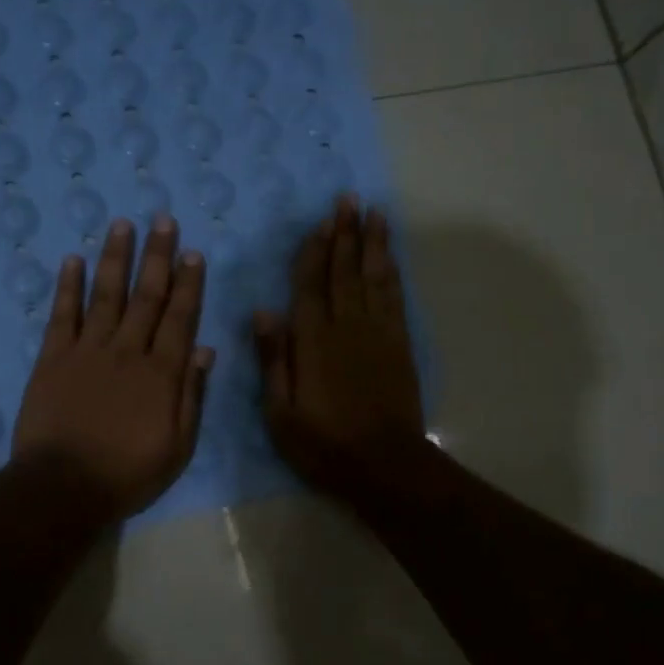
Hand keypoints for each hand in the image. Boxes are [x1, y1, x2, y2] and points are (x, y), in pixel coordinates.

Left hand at [13, 215, 212, 519]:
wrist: (63, 487)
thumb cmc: (128, 473)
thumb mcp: (177, 446)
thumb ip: (191, 396)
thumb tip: (205, 351)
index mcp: (161, 373)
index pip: (179, 318)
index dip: (187, 283)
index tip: (192, 252)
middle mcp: (127, 351)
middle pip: (145, 296)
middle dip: (157, 256)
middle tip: (162, 219)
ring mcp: (87, 350)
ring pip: (105, 295)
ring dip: (115, 258)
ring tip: (122, 224)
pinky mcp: (52, 358)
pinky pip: (62, 315)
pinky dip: (68, 286)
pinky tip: (73, 259)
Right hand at [254, 194, 426, 501]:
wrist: (385, 465)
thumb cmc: (324, 444)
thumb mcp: (281, 413)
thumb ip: (274, 360)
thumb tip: (263, 311)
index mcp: (313, 341)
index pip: (310, 285)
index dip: (315, 251)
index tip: (321, 221)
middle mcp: (347, 326)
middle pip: (344, 271)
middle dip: (346, 233)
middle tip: (349, 199)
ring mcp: (378, 333)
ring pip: (373, 277)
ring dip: (372, 243)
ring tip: (374, 213)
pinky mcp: (400, 344)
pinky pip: (394, 298)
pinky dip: (392, 272)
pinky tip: (389, 257)